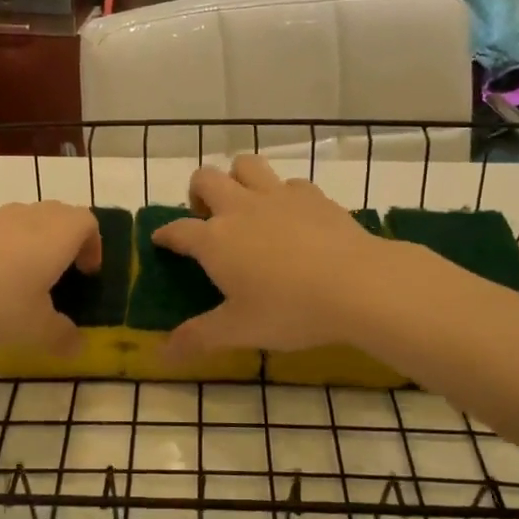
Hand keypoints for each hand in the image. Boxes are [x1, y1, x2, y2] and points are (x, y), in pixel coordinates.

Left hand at [0, 201, 101, 351]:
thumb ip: (62, 337)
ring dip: (33, 246)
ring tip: (23, 283)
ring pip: (27, 223)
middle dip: (66, 243)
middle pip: (60, 216)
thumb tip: (78, 347)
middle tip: (61, 277)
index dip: (94, 246)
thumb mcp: (35, 330)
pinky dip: (3, 250)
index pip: (88, 223)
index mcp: (59, 234)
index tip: (88, 274)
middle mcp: (31, 216)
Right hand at [151, 155, 397, 357]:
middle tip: (207, 218)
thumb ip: (198, 337)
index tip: (161, 240)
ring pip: (246, 164)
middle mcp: (240, 208)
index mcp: (215, 240)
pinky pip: (289, 183)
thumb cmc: (290, 310)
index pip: (177, 230)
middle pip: (206, 179)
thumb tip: (161, 354)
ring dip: (237, 178)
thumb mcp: (239, 331)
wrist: (358, 284)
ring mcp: (277, 196)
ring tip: (245, 204)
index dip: (165, 235)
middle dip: (197, 192)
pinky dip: (283, 194)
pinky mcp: (312, 195)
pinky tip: (292, 216)